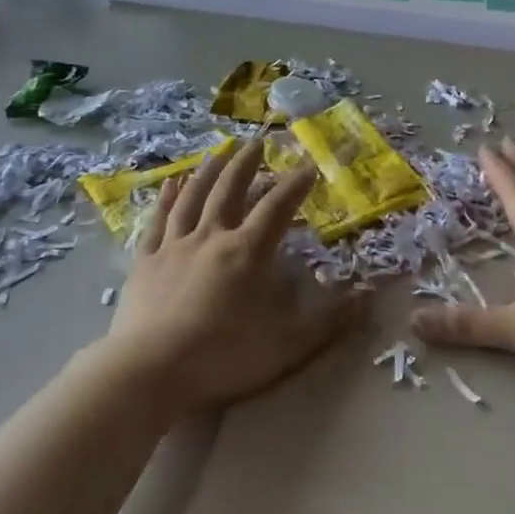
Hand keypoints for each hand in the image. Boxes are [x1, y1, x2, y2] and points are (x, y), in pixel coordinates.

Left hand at [103, 141, 359, 416]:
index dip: (295, 185)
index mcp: (247, 252)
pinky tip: (171, 183)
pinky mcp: (146, 261)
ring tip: (219, 151)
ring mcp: (175, 246)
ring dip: (209, 171)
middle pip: (231, 190)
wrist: (149, 371)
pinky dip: (167, 198)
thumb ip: (328, 322)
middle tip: (257, 141)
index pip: (277, 208)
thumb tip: (368, 299)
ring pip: (194, 197)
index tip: (308, 166)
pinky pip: (159, 220)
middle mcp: (211, 237)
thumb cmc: (222, 357)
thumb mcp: (286, 346)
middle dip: (247, 164)